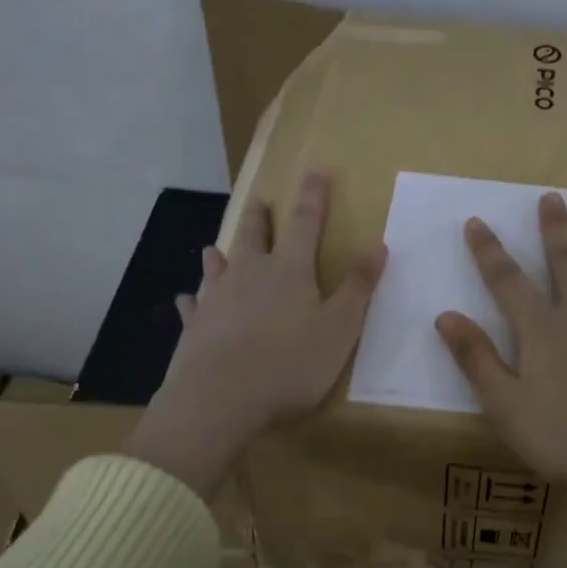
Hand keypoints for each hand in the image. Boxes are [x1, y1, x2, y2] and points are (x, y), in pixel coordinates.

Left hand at [126, 170, 384, 499]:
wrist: (221, 399)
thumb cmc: (290, 363)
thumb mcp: (340, 328)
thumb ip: (359, 287)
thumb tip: (379, 244)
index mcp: (290, 270)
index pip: (305, 222)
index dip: (313, 195)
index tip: (316, 169)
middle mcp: (250, 274)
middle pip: (255, 235)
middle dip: (260, 216)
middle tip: (259, 200)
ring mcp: (217, 298)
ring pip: (218, 265)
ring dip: (220, 253)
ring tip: (214, 246)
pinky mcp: (195, 327)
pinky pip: (194, 306)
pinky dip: (193, 299)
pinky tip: (187, 299)